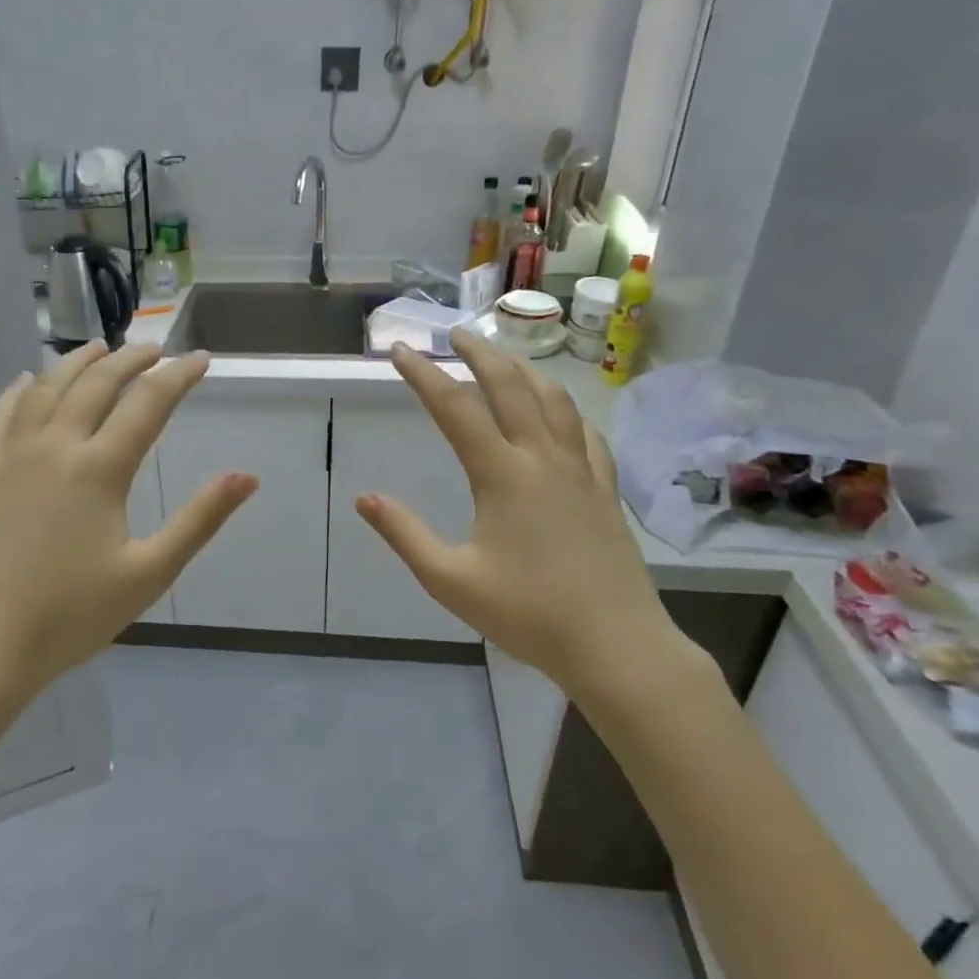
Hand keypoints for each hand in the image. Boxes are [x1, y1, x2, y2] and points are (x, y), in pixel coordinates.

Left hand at [0, 342, 255, 791]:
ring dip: (78, 362)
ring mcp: (11, 455)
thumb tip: (247, 477)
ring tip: (100, 349)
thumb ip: (199, 520)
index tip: (200, 358)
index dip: (178, 376)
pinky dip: (19, 390)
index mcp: (99, 469)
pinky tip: (26, 381)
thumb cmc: (71, 615)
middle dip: (130, 359)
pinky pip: (0, 414)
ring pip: (46, 388)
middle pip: (96, 384)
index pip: (147, 404)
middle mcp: (55, 446)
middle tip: (155, 349)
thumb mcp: (149, 573)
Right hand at [356, 334, 693, 701]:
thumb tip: (364, 498)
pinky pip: (585, 432)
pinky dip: (565, 408)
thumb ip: (404, 534)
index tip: (399, 351)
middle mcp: (542, 458)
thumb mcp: (449, 579)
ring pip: (553, 400)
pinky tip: (559, 412)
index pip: (454, 408)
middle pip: (510, 386)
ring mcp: (580, 470)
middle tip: (455, 333)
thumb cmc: (526, 613)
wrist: (614, 644)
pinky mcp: (604, 489)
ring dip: (524, 370)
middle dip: (479, 353)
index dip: (423, 375)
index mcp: (502, 474)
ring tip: (504, 358)